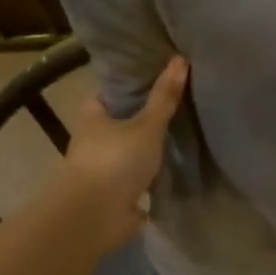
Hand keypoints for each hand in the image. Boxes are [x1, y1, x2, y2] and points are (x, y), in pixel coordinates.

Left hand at [58, 56, 188, 251]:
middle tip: (179, 102)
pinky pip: (139, 176)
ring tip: (183, 132)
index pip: (111, 91)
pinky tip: (176, 166)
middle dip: (145, 115)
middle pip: (122, 120)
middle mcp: (94, 139)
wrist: (96, 215)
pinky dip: (154, 173)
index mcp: (92, 115)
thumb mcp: (146, 125)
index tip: (159, 75)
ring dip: (149, 146)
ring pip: (131, 149)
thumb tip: (180, 58)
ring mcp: (104, 167)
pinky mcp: (116, 192)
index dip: (133, 83)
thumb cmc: (116, 161)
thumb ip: (164, 97)